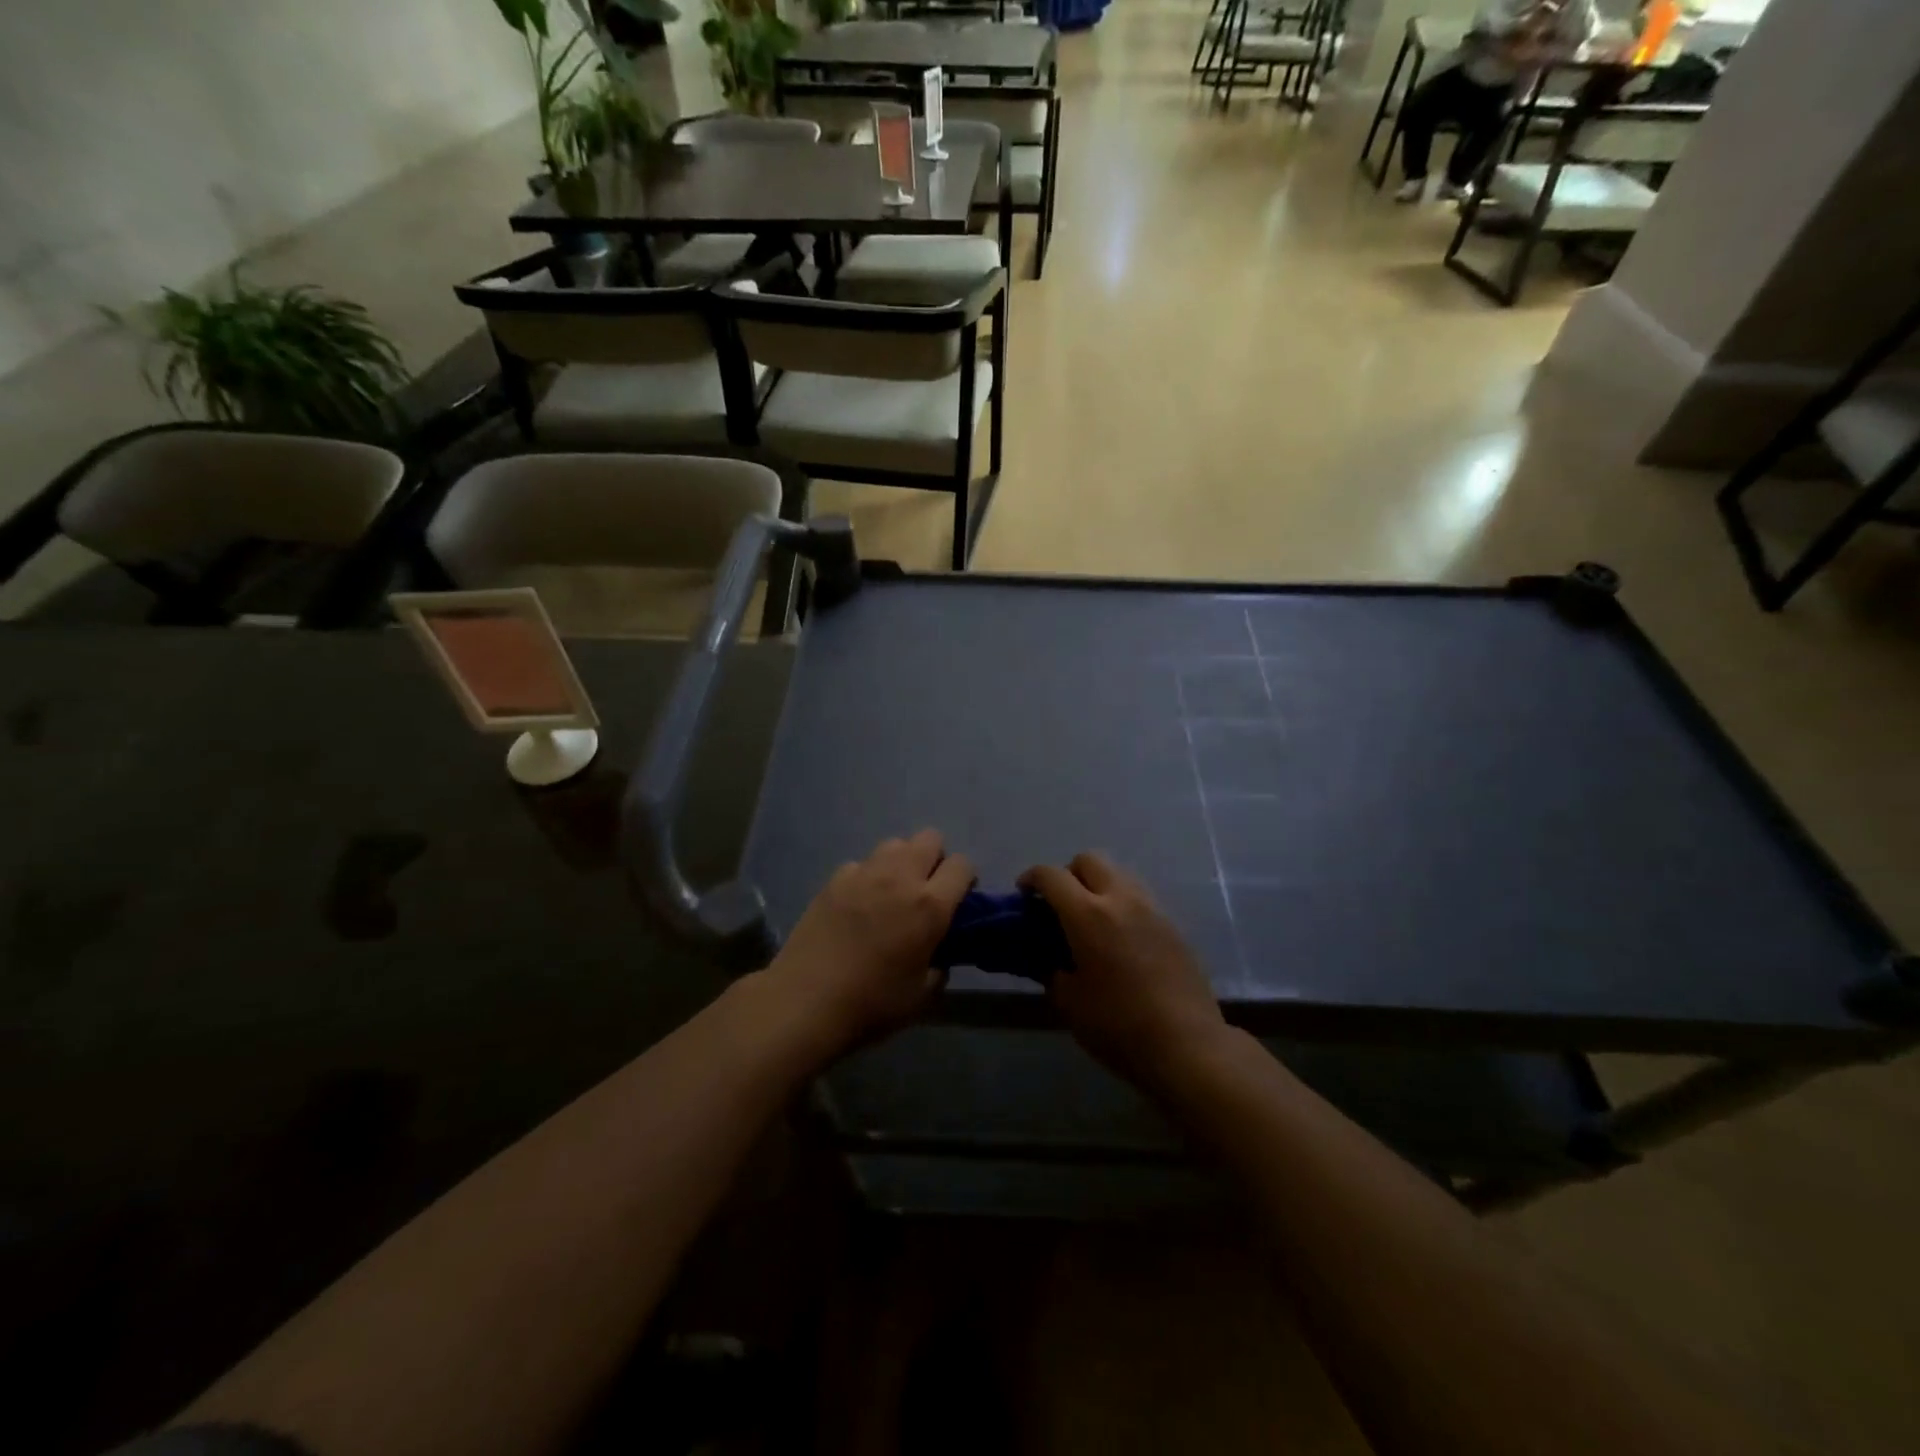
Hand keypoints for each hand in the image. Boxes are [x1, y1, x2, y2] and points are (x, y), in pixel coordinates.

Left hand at [762, 830, 973, 1062]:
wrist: (806, 1002)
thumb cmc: (872, 1003)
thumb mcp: (922, 995)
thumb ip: (939, 966)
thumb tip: (937, 955)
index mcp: (930, 905)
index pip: (962, 865)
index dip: (966, 880)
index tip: (959, 901)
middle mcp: (900, 877)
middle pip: (929, 838)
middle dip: (935, 859)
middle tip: (926, 891)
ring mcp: (863, 874)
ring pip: (894, 844)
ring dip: (901, 862)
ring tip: (892, 893)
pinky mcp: (834, 880)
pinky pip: (860, 864)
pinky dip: (866, 877)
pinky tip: (858, 904)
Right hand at [1019, 853, 1229, 1093]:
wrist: (1187, 1045)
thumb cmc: (1118, 1025)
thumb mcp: (1070, 1002)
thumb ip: (1052, 971)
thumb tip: (1048, 959)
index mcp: (1088, 915)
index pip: (1052, 876)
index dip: (1032, 878)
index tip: (1024, 894)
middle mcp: (1121, 899)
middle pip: (1089, 860)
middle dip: (1068, 873)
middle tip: (1060, 904)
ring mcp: (1151, 909)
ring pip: (1118, 873)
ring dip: (1098, 885)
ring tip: (1091, 919)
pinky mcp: (1172, 925)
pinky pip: (1139, 897)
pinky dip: (1121, 904)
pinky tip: (1119, 938)